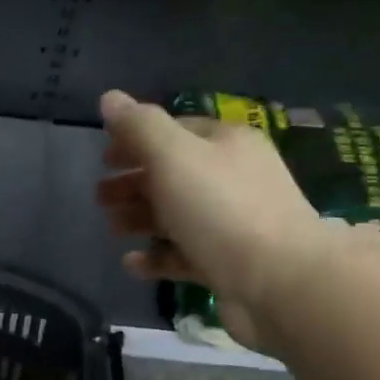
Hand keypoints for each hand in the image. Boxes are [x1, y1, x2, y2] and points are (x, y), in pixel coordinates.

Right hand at [95, 90, 324, 349]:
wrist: (280, 282)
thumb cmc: (221, 209)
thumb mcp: (174, 157)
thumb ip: (139, 127)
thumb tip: (109, 98)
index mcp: (226, 143)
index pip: (175, 130)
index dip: (136, 140)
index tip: (103, 158)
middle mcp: (233, 178)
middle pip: (173, 174)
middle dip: (134, 182)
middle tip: (99, 197)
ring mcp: (232, 223)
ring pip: (177, 215)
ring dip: (141, 218)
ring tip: (112, 228)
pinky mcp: (229, 264)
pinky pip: (185, 254)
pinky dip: (157, 257)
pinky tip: (131, 264)